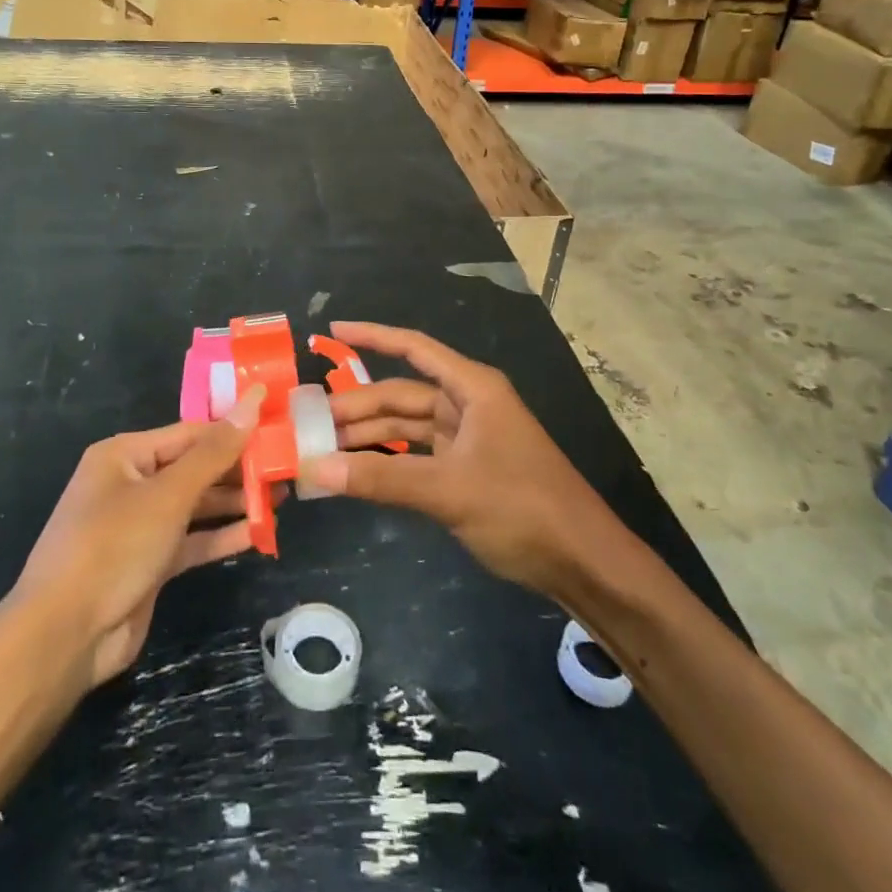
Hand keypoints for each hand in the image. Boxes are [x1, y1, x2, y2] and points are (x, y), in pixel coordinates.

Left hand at [13, 390, 262, 688]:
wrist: (64, 638)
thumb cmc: (113, 547)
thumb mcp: (169, 495)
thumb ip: (215, 452)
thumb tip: (252, 400)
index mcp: (124, 455)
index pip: (190, 433)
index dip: (233, 430)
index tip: (276, 429)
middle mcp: (130, 484)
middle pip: (194, 467)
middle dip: (237, 469)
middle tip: (285, 467)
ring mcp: (139, 526)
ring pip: (195, 505)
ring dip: (234, 503)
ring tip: (281, 498)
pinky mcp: (149, 563)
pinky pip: (191, 540)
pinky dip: (221, 536)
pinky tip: (259, 533)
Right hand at [302, 322, 628, 604]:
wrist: (583, 562)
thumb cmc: (522, 508)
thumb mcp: (448, 490)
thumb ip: (381, 478)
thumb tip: (315, 468)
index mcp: (472, 388)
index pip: (413, 348)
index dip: (372, 335)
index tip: (331, 329)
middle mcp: (468, 404)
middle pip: (402, 395)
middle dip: (357, 407)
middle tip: (308, 423)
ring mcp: (469, 438)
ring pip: (407, 427)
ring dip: (369, 436)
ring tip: (321, 448)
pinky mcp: (468, 470)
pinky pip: (417, 455)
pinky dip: (389, 461)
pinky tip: (357, 471)